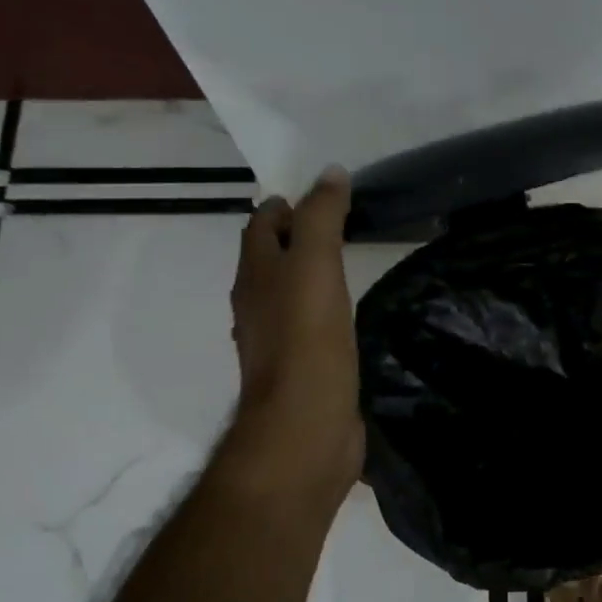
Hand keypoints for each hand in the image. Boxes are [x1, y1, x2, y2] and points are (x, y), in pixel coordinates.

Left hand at [228, 166, 363, 504]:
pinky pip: (308, 327)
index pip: (261, 226)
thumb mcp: (315, 266)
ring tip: (345, 264)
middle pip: (270, 259)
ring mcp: (277, 341)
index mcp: (256, 276)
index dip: (285, 205)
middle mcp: (258, 305)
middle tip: (339, 224)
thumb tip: (331, 173)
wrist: (305, 427)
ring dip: (307, 275)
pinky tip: (346, 316)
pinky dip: (322, 310)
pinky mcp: (302, 370)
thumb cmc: (307, 341)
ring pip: (288, 294)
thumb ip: (321, 218)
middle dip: (295, 237)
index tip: (323, 196)